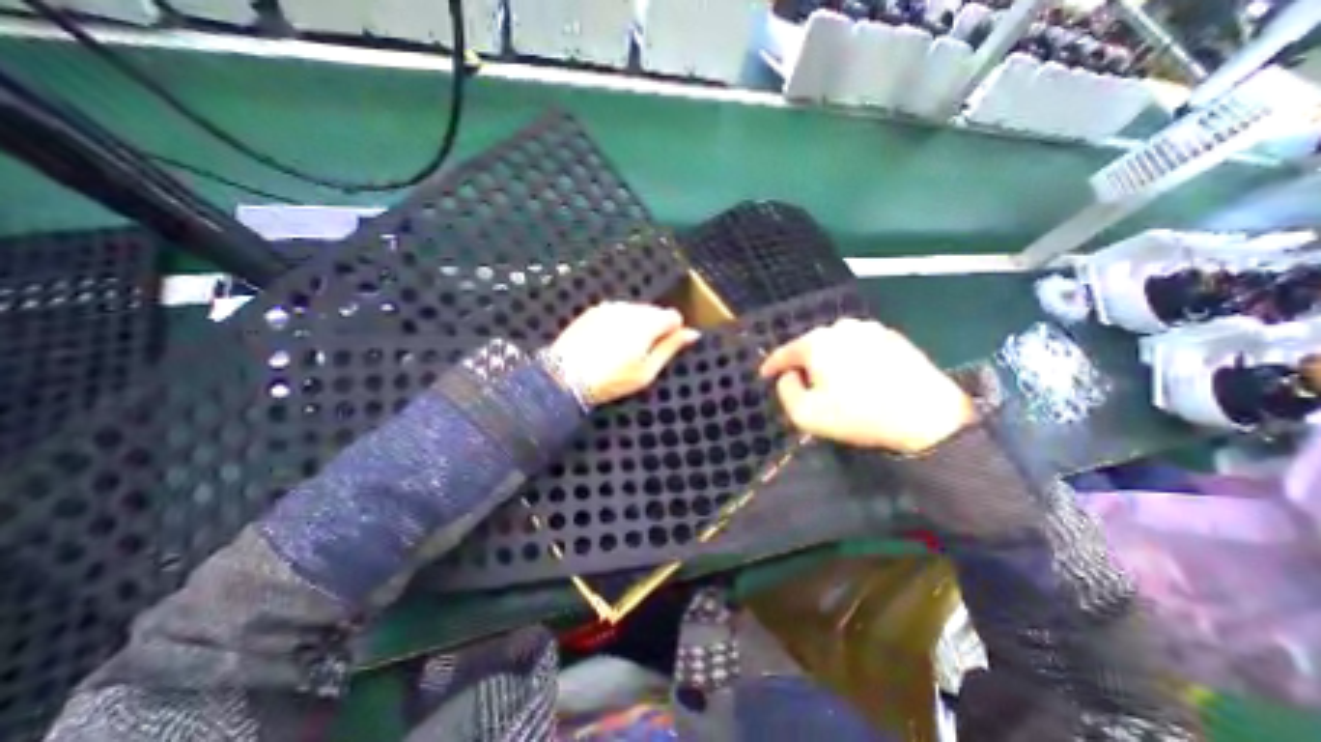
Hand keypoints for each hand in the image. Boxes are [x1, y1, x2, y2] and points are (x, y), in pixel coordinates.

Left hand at [552, 299, 699, 406]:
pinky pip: (617, 312)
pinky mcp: (594, 310)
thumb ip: (671, 348)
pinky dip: (619, 324)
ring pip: (636, 311)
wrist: (565, 377)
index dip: (673, 332)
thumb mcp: (647, 371)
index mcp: (647, 323)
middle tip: (642, 354)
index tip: (664, 349)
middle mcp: (630, 309)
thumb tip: (692, 334)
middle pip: (654, 311)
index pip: (673, 316)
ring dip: (637, 325)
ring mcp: (610, 307)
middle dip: (655, 328)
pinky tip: (608, 343)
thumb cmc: (610, 380)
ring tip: (622, 350)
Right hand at [759, 315, 973, 450]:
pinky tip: (860, 377)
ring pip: (836, 345)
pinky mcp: (893, 337)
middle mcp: (841, 328)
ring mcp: (870, 329)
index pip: (785, 352)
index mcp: (817, 342)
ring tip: (833, 383)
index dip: (771, 365)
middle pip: (811, 346)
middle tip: (803, 385)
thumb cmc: (858, 415)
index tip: (764, 375)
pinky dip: (852, 359)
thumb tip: (789, 375)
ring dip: (829, 360)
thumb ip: (785, 390)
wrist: (926, 416)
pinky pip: (860, 347)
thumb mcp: (805, 414)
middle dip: (803, 364)